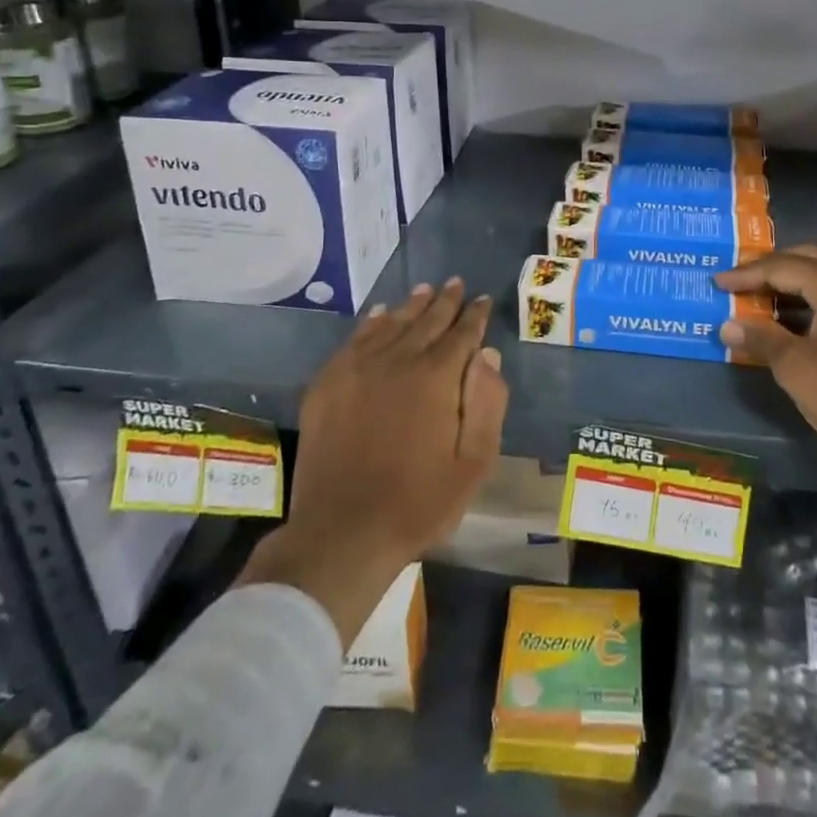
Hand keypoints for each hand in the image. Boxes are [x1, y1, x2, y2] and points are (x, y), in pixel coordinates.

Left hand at [239, 279, 507, 641]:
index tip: (483, 299)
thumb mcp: (473, 463)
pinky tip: (380, 314)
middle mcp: (398, 360)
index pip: (462, 334)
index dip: (475, 315)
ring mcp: (358, 369)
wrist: (342, 533)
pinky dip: (372, 322)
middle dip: (446, 301)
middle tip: (456, 283)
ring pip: (392, 324)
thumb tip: (488, 355)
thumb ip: (487, 404)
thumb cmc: (418, 503)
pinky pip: (355, 340)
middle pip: (427, 321)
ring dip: (412, 305)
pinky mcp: (328, 384)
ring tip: (425, 289)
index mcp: (436, 377)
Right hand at [714, 246, 816, 577]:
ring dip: (795, 282)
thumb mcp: (797, 369)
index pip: (782, 266)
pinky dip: (816, 297)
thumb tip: (728, 326)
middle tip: (740, 282)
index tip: (717, 283)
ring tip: (762, 298)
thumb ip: (761, 339)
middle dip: (771, 268)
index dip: (746, 275)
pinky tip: (797, 318)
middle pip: (808, 259)